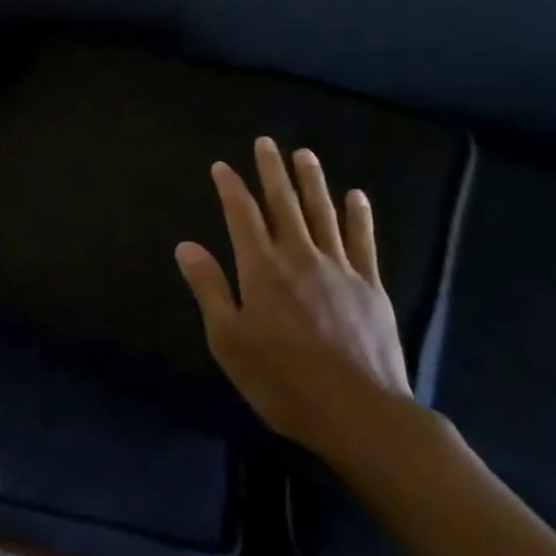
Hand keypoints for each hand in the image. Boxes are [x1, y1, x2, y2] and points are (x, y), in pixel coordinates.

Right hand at [175, 138, 415, 471]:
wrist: (360, 413)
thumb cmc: (283, 380)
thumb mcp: (228, 340)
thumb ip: (209, 288)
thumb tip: (185, 245)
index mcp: (261, 269)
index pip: (241, 215)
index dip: (230, 187)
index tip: (222, 165)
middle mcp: (299, 257)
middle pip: (283, 204)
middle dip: (272, 171)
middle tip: (266, 142)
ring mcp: (339, 269)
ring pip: (323, 213)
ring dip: (312, 181)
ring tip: (305, 154)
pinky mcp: (370, 287)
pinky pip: (362, 241)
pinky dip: (358, 216)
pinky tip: (355, 196)